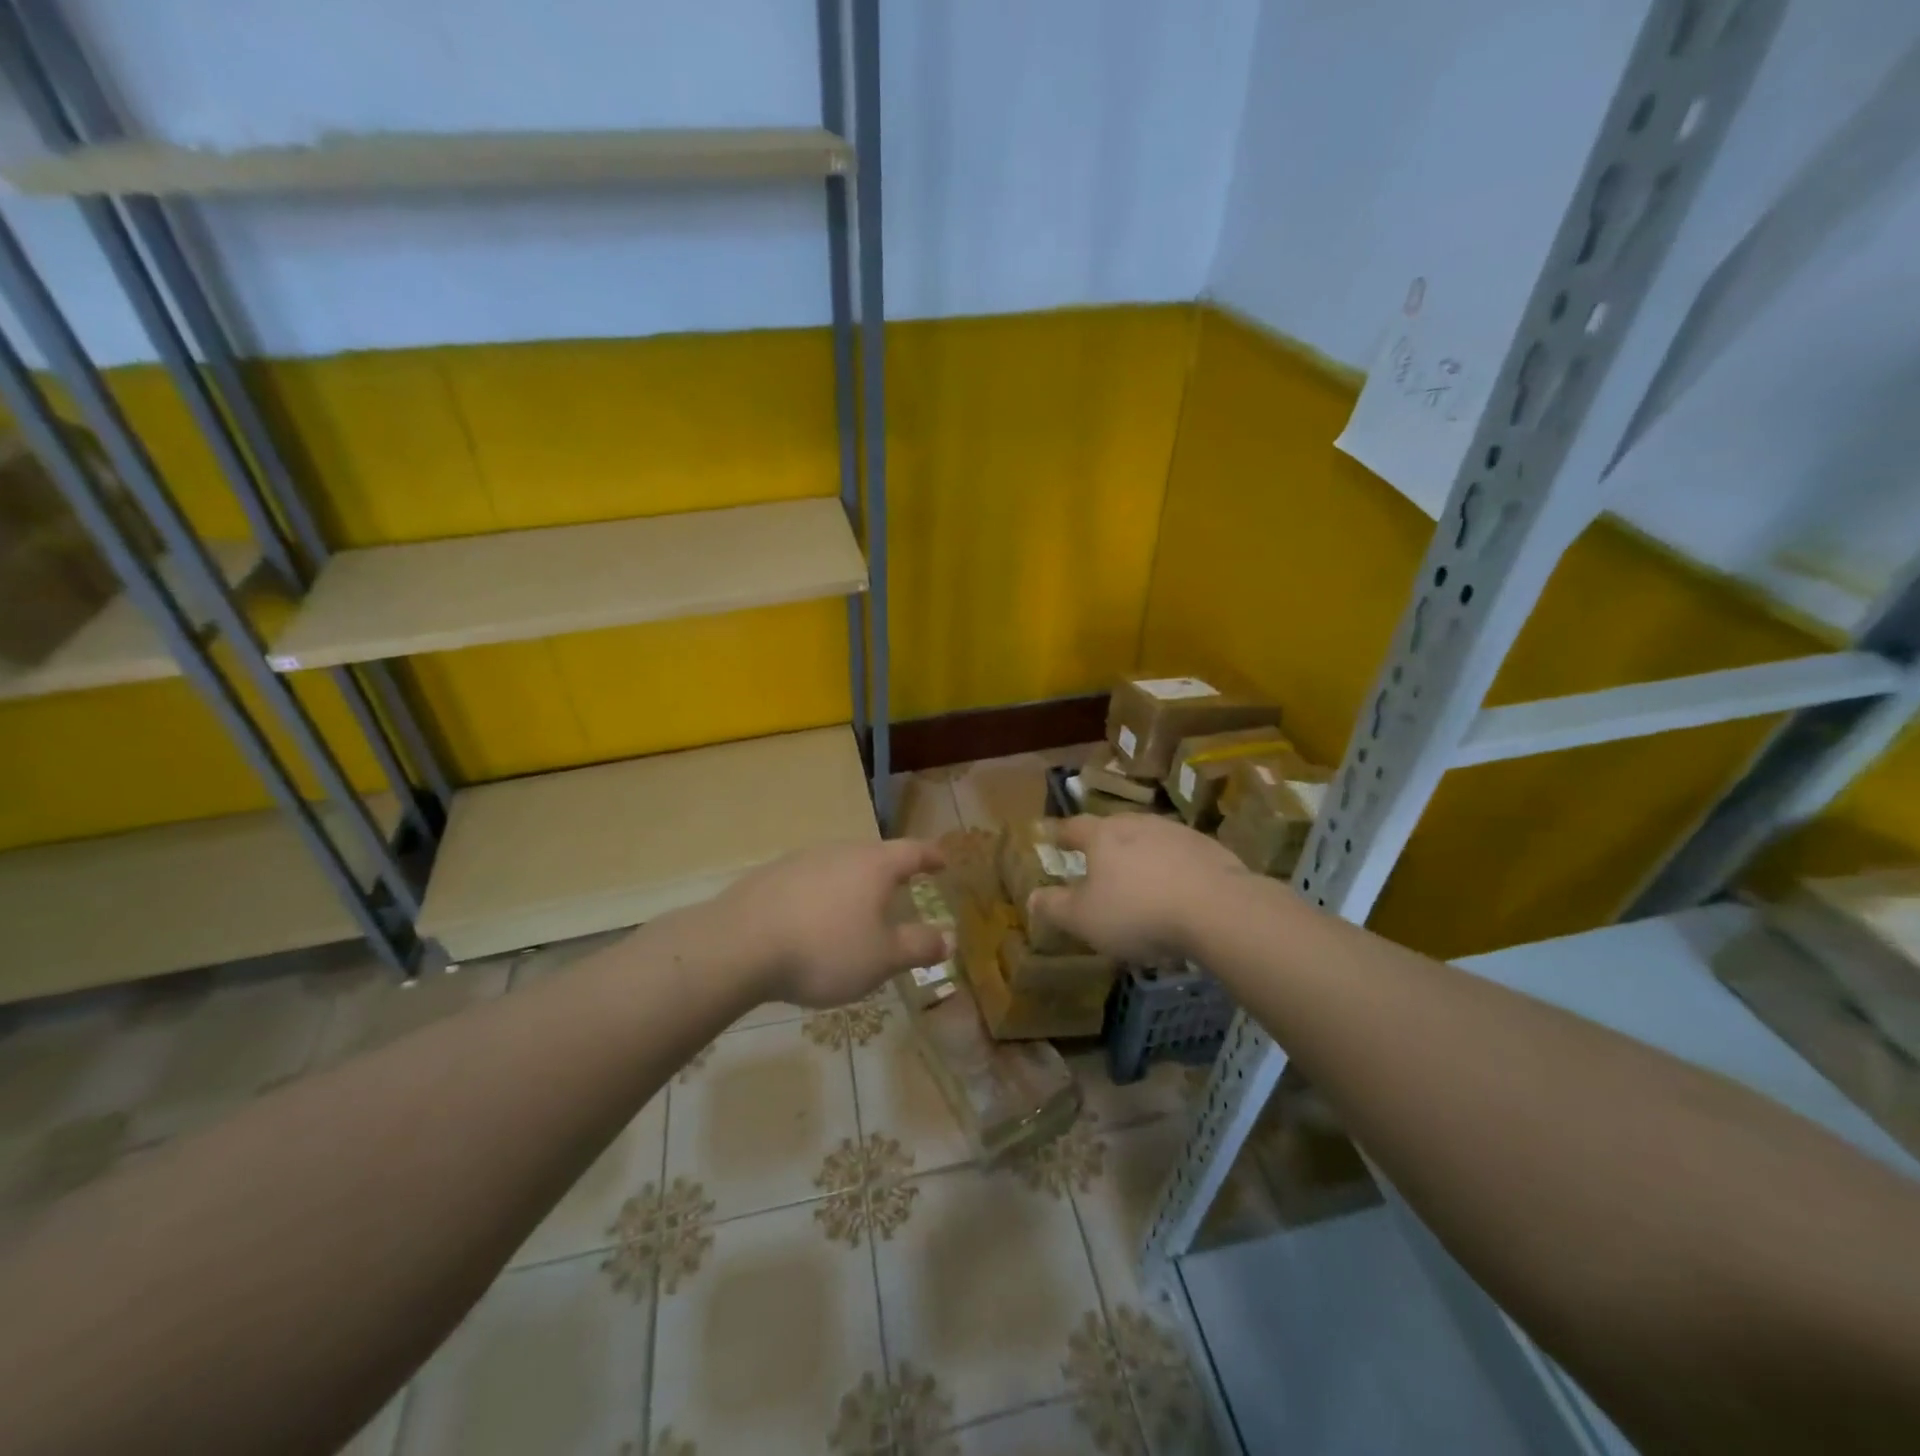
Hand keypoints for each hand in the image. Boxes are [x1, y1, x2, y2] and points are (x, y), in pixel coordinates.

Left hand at [712, 839, 951, 1007]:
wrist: (739, 945)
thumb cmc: (824, 949)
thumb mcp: (881, 958)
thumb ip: (918, 947)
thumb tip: (948, 938)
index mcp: (874, 865)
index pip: (913, 851)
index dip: (932, 856)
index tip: (943, 861)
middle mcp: (840, 851)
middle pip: (874, 855)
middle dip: (891, 871)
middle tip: (904, 887)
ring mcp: (801, 860)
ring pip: (839, 866)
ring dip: (854, 884)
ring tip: (858, 908)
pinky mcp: (770, 876)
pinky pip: (809, 881)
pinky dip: (822, 896)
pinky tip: (814, 921)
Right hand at [1027, 815, 1247, 962]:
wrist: (1217, 909)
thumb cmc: (1138, 912)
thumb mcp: (1084, 919)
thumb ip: (1055, 907)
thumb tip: (1032, 896)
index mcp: (1103, 836)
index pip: (1074, 827)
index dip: (1062, 834)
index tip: (1053, 836)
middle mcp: (1138, 824)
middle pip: (1114, 827)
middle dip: (1104, 842)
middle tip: (1098, 859)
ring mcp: (1177, 833)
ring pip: (1150, 839)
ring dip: (1141, 855)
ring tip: (1140, 880)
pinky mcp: (1209, 849)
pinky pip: (1181, 856)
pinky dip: (1173, 869)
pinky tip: (1177, 891)